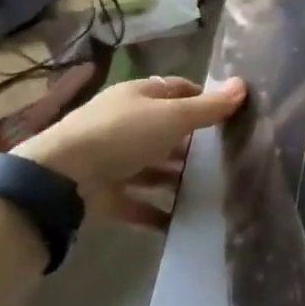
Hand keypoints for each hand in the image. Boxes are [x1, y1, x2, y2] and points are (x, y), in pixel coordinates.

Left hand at [18, 74, 246, 201]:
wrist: (61, 178)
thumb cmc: (122, 134)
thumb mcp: (173, 116)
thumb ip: (208, 107)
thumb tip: (243, 85)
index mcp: (138, 96)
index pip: (177, 90)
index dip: (202, 99)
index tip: (228, 116)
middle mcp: (125, 123)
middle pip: (165, 129)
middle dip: (193, 143)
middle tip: (226, 157)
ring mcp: (113, 159)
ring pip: (153, 166)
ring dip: (177, 178)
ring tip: (210, 190)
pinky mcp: (105, 193)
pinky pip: (138, 202)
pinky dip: (157, 211)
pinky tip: (182, 221)